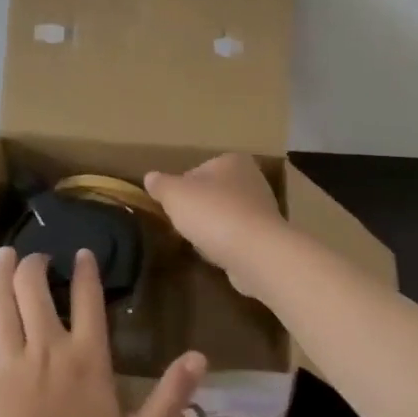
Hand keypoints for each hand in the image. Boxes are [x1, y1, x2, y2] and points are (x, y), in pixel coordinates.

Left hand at [0, 248, 205, 416]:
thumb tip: (200, 356)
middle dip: (35, 265)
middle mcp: (47, 348)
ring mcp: (10, 362)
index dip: (86, 271)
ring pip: (1, 305)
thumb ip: (171, 397)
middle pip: (34, 290)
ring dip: (1, 275)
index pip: (88, 300)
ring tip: (3, 255)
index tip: (82, 253)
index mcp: (87, 358)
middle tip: (37, 256)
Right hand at [144, 154, 288, 291]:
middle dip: (198, 209)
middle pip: (213, 193)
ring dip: (212, 228)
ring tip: (200, 243)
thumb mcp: (175, 194)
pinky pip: (237, 237)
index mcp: (232, 161)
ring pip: (225, 216)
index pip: (198, 170)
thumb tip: (150, 177)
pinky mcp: (267, 236)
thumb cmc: (213, 213)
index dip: (181, 189)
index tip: (172, 207)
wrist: (256, 253)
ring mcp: (263, 209)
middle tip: (183, 225)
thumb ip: (161, 184)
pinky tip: (218, 255)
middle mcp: (252, 179)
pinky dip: (226, 244)